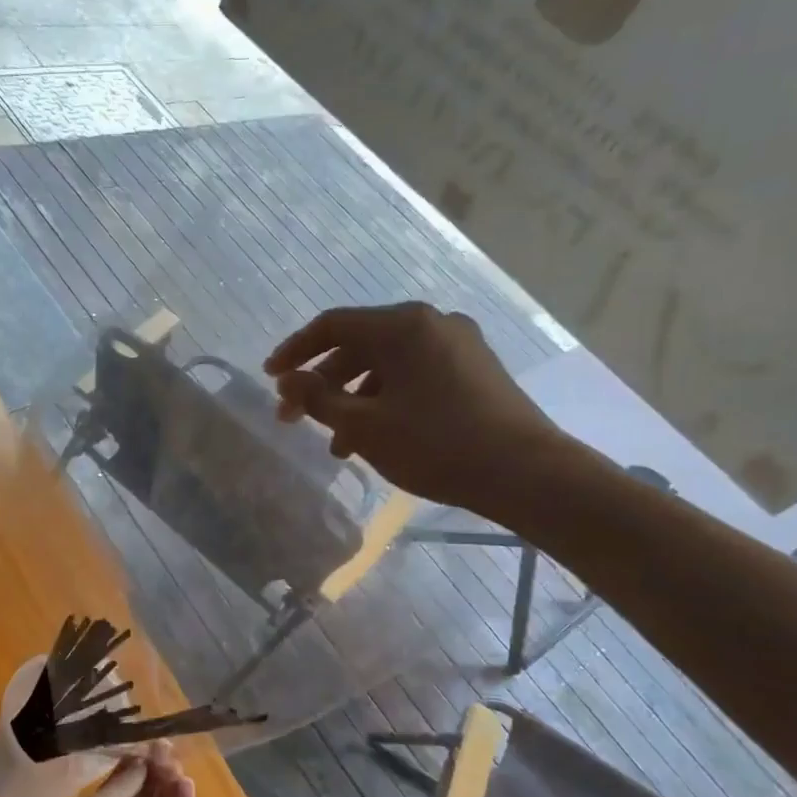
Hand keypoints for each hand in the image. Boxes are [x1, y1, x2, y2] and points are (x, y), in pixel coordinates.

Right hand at [265, 302, 561, 517]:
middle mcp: (431, 323)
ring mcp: (458, 345)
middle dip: (322, 383)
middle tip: (295, 419)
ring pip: (387, 365)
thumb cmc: (436, 444)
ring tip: (337, 444)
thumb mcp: (364, 426)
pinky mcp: (474, 370)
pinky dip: (386, 400)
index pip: (332, 325)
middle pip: (359, 345)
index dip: (294, 351)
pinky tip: (377, 436)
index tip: (270, 379)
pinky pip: (414, 375)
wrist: (526, 473)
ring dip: (353, 399)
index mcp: (403, 325)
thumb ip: (317, 399)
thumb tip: (288, 380)